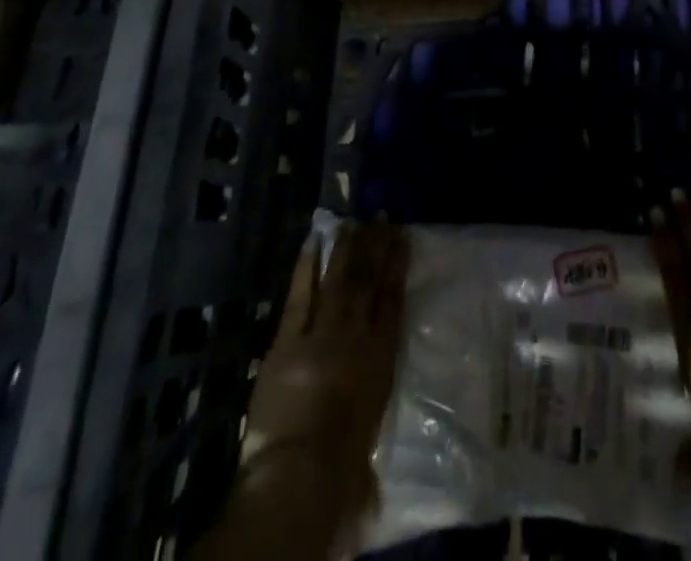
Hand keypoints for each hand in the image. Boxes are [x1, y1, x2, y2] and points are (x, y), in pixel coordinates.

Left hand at [240, 222, 409, 523]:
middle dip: (374, 246)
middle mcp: (357, 335)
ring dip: (345, 249)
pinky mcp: (287, 340)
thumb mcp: (369, 436)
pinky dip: (306, 266)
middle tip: (379, 216)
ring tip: (351, 222)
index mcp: (382, 357)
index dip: (397, 266)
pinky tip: (313, 241)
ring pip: (337, 280)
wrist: (302, 473)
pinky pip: (300, 294)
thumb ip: (369, 414)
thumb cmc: (343, 468)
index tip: (402, 237)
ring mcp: (322, 332)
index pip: (393, 300)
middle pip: (367, 281)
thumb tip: (371, 428)